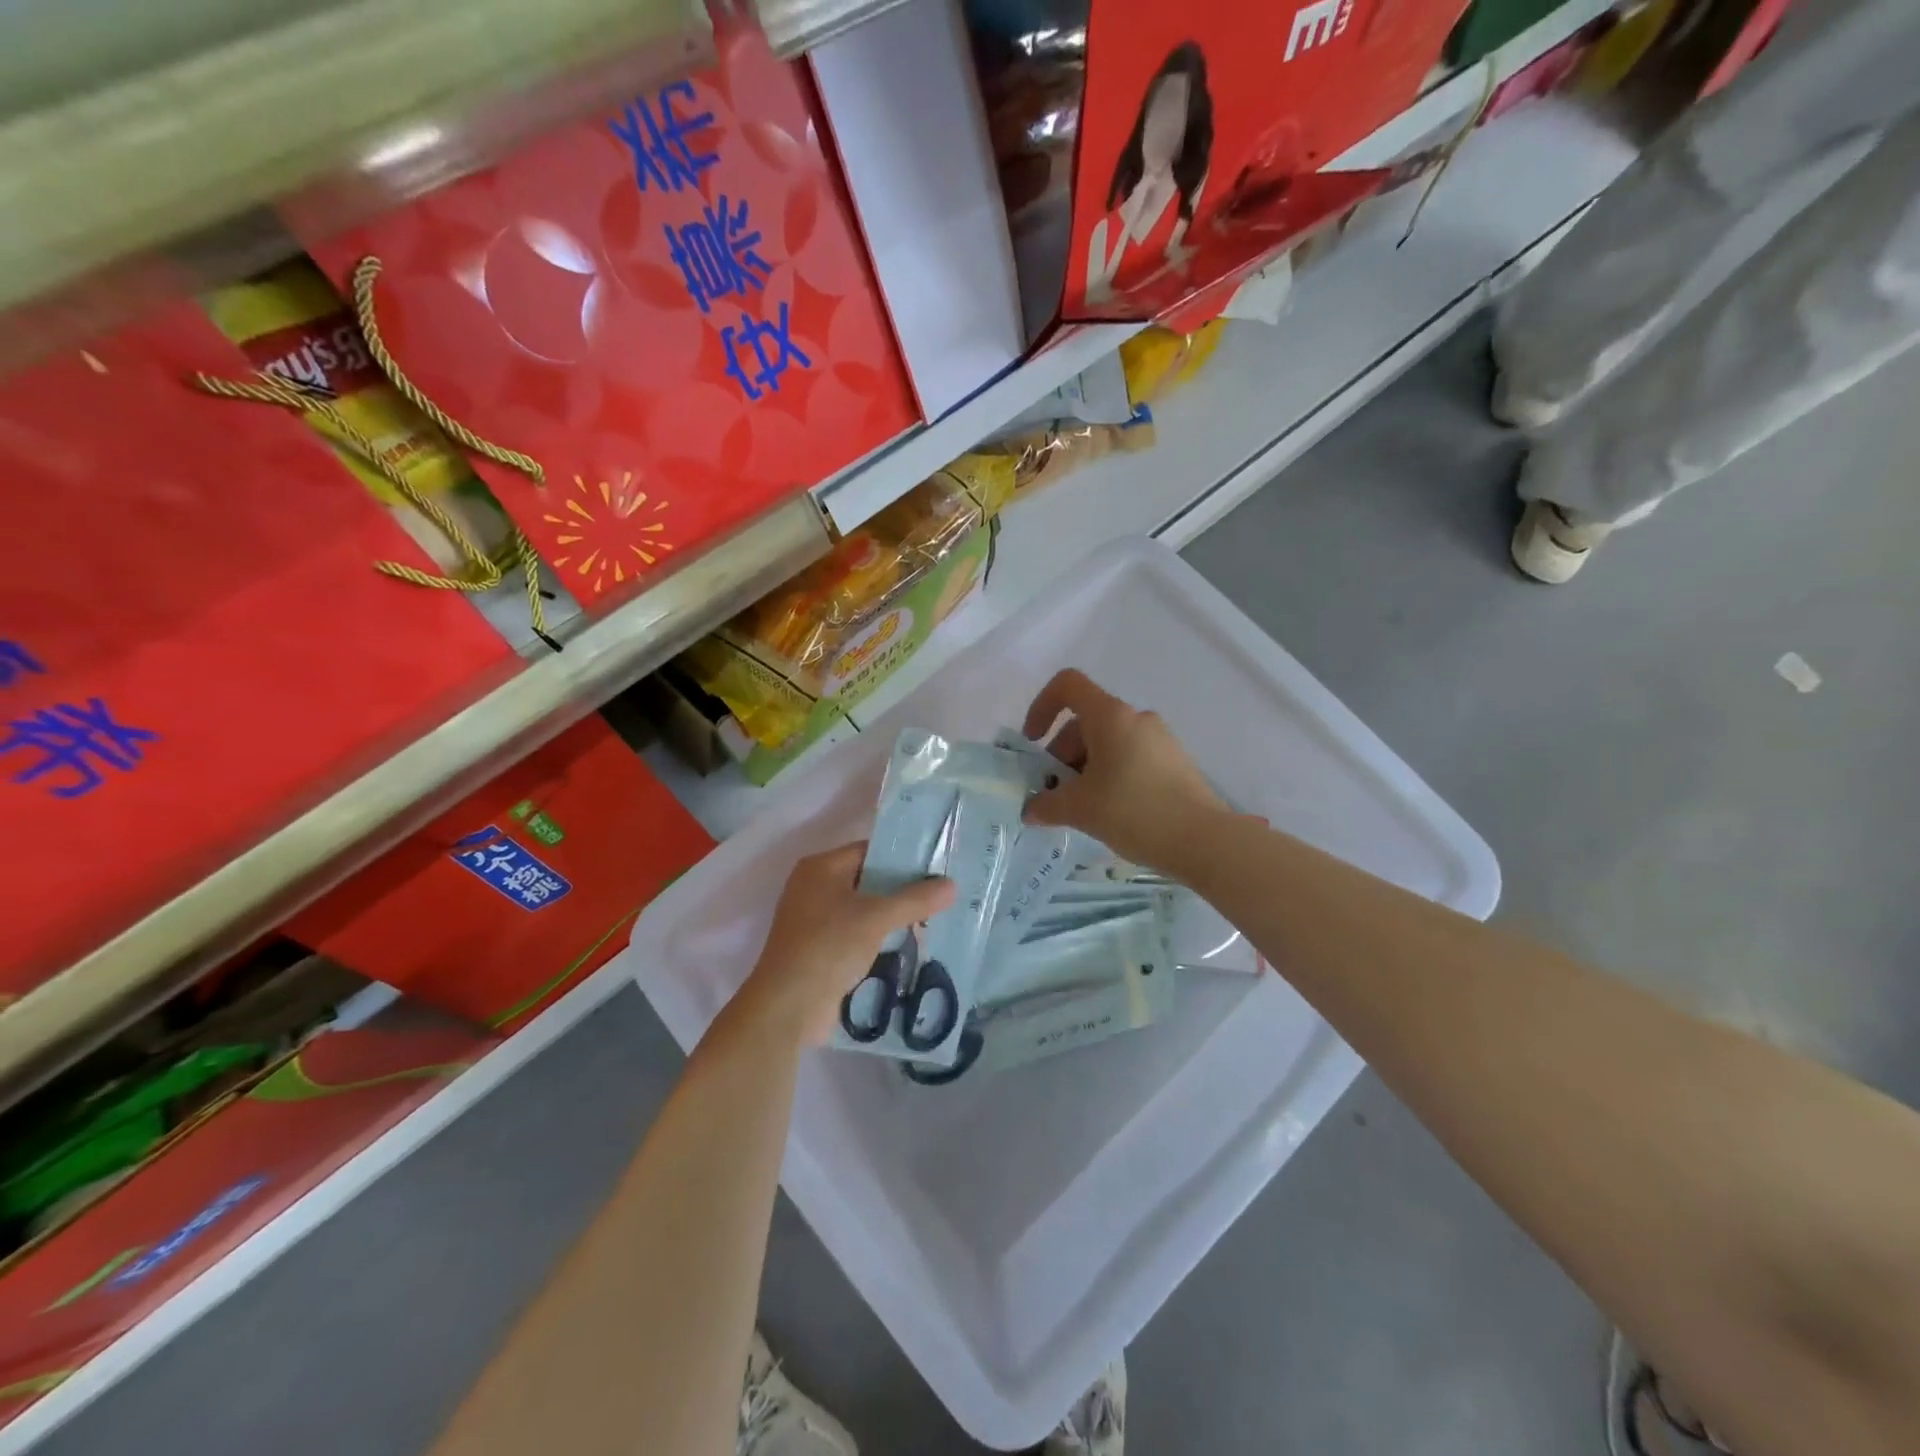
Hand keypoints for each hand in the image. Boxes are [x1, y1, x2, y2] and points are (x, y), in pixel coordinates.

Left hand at [732, 844, 954, 1047]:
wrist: (788, 1006)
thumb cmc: (828, 947)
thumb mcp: (876, 918)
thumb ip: (915, 899)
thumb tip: (952, 885)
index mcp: (820, 868)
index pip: (868, 851)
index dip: (901, 858)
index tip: (935, 868)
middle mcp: (813, 887)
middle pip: (866, 880)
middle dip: (900, 890)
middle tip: (939, 896)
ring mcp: (813, 920)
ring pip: (862, 909)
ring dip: (891, 917)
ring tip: (931, 920)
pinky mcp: (818, 949)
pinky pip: (855, 934)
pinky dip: (877, 938)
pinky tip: (906, 945)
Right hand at [1022, 669, 1228, 873]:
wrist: (1204, 840)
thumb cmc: (1134, 812)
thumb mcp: (1080, 809)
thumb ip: (1047, 805)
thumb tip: (1031, 810)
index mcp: (1110, 716)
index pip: (1068, 685)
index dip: (1042, 707)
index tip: (1034, 743)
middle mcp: (1136, 718)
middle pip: (1084, 722)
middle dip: (1061, 755)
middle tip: (1055, 794)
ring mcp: (1159, 739)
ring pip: (1107, 743)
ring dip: (1084, 769)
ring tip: (1081, 809)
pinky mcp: (1174, 762)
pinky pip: (1129, 758)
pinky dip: (1109, 776)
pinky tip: (1110, 813)